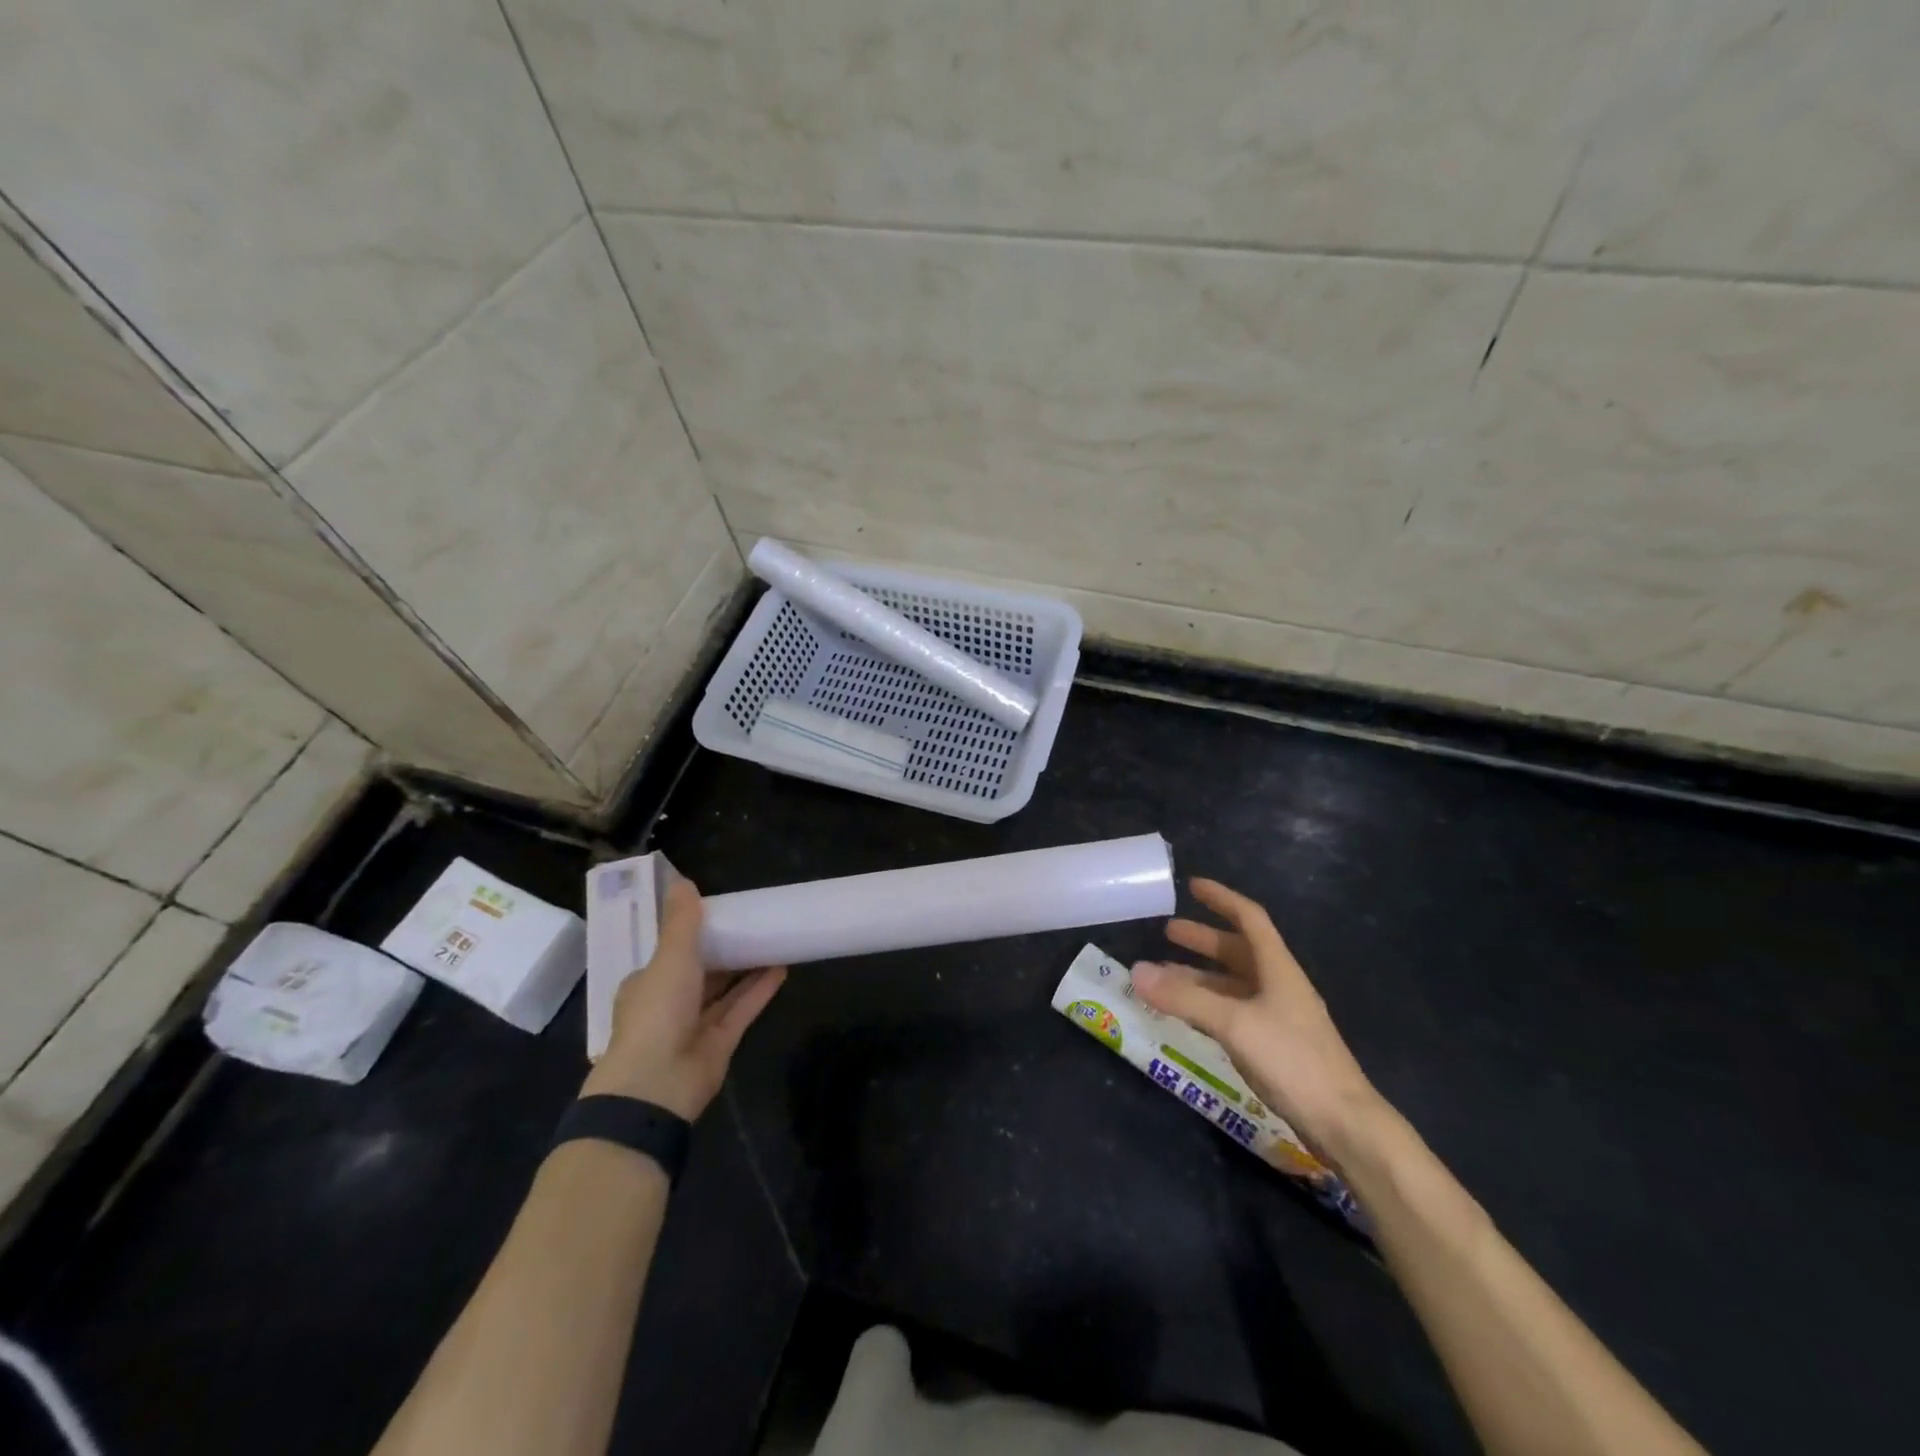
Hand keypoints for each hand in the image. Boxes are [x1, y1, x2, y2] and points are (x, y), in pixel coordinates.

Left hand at [581, 878, 785, 1119]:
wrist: (657, 1085)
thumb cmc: (657, 1013)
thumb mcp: (669, 958)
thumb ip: (681, 922)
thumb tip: (683, 880)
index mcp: (648, 983)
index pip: (671, 953)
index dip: (695, 934)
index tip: (722, 914)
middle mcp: (670, 1004)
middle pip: (702, 972)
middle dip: (726, 950)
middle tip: (754, 923)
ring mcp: (695, 1026)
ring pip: (725, 991)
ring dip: (747, 968)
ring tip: (774, 940)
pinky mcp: (720, 1044)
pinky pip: (742, 1010)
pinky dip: (759, 990)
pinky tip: (782, 969)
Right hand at [1131, 878, 1383, 1161]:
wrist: (1344, 1124)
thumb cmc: (1292, 1060)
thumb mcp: (1234, 1023)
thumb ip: (1184, 998)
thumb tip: (1137, 971)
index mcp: (1278, 968)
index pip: (1249, 919)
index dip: (1222, 898)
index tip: (1192, 885)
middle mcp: (1279, 985)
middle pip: (1238, 950)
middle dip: (1203, 939)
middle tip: (1167, 932)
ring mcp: (1278, 1016)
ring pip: (1232, 983)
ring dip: (1199, 976)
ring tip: (1163, 976)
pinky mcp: (1275, 1045)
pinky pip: (1233, 1011)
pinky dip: (1207, 1005)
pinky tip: (1187, 1014)